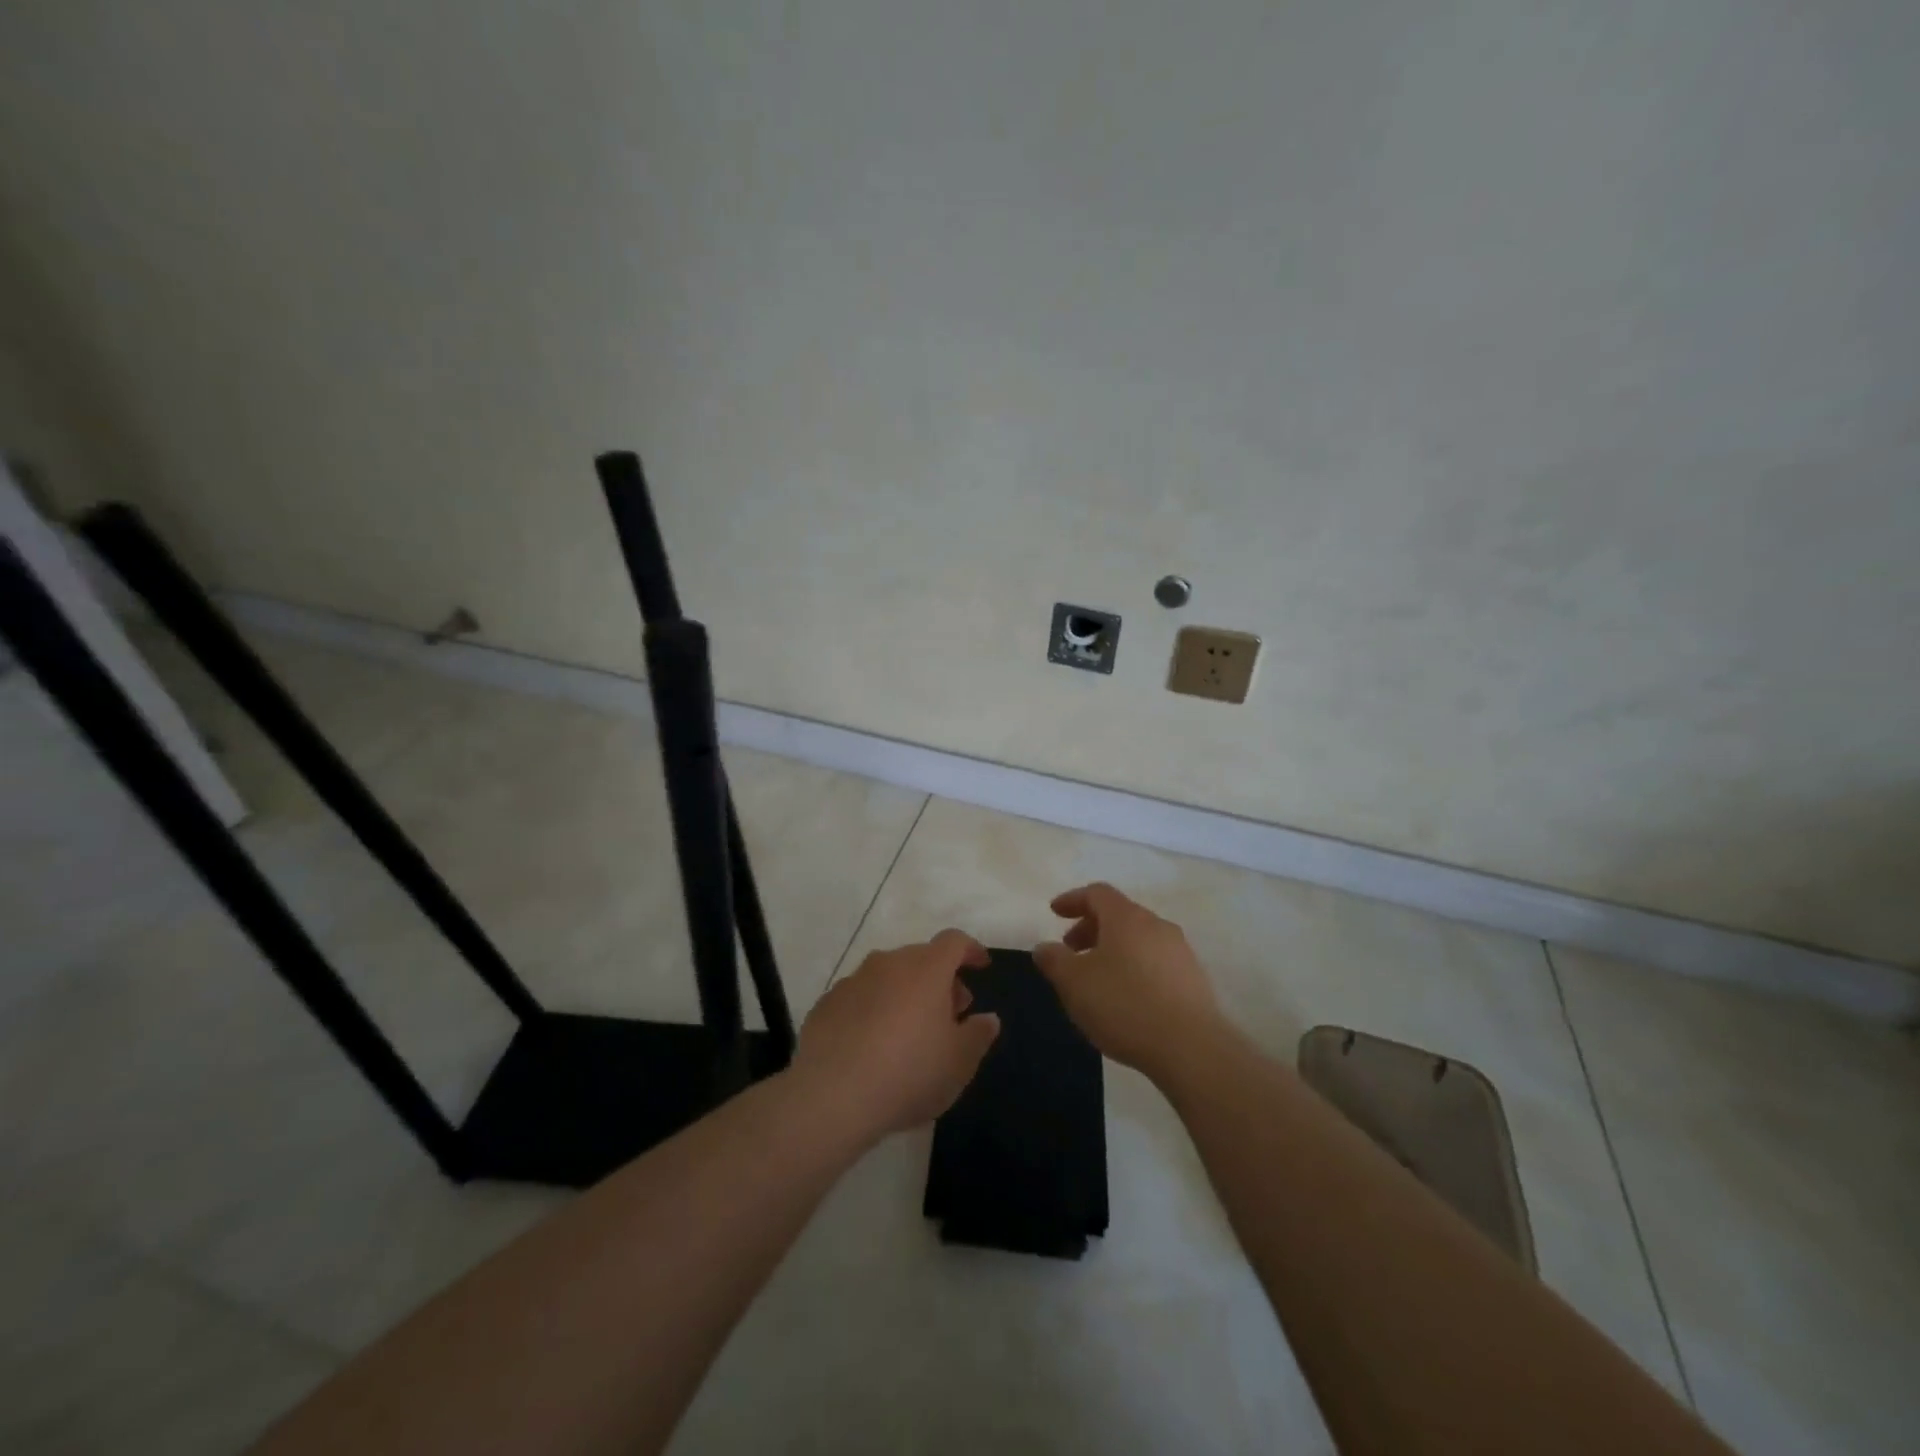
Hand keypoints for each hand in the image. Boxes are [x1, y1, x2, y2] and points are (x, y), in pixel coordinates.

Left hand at [792, 929, 1001, 1143]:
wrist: (831, 1096)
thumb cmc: (909, 1073)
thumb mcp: (959, 1062)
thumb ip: (978, 1035)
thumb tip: (988, 1018)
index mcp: (926, 969)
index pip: (954, 942)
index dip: (971, 950)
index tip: (981, 966)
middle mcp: (888, 963)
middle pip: (921, 958)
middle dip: (940, 979)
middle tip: (951, 1013)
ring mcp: (853, 980)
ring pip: (888, 976)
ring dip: (905, 993)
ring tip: (911, 1032)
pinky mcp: (826, 1003)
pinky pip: (861, 997)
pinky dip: (874, 1010)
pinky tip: (874, 1045)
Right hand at [1033, 883, 1221, 1076]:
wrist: (1191, 1048)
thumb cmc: (1124, 1005)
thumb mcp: (1074, 983)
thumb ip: (1054, 960)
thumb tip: (1044, 947)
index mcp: (1126, 917)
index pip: (1097, 893)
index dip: (1073, 899)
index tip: (1054, 912)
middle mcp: (1156, 925)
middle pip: (1119, 914)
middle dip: (1090, 927)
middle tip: (1070, 950)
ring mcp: (1180, 951)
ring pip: (1139, 939)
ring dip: (1113, 949)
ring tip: (1097, 977)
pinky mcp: (1194, 979)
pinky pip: (1155, 961)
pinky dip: (1134, 967)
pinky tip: (1126, 997)